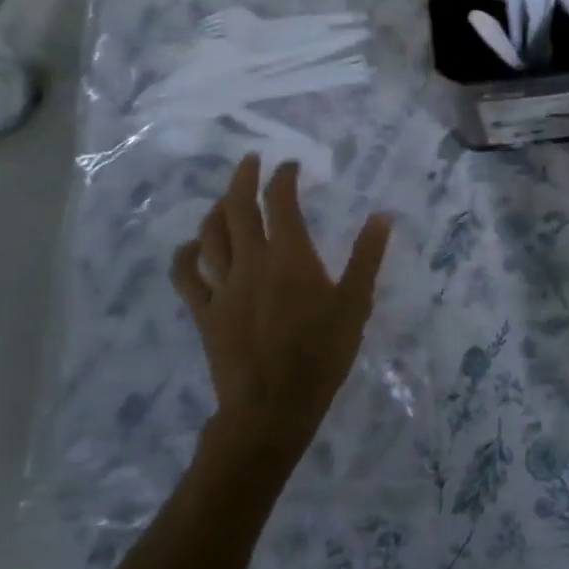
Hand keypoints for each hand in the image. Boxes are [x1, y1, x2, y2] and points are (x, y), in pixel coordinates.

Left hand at [172, 156, 392, 465]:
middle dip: (244, 178)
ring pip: (210, 234)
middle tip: (251, 160)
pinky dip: (186, 254)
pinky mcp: (204, 311)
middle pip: (238, 207)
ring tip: (226, 198)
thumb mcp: (355, 304)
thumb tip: (382, 215)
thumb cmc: (321, 355)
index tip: (290, 166)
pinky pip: (186, 276)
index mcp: (290, 255)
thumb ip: (367, 257)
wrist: (273, 407)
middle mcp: (251, 260)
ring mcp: (222, 286)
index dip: (283, 177)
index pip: (280, 201)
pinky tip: (193, 246)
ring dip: (217, 209)